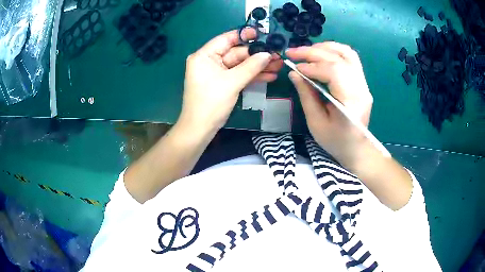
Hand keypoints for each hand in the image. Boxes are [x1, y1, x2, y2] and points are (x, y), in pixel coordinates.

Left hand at [178, 29, 283, 135]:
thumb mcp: (232, 82)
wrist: (200, 130)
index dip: (245, 35)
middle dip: (257, 55)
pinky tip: (269, 76)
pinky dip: (252, 76)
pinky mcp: (223, 83)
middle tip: (277, 55)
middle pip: (236, 53)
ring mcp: (216, 73)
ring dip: (258, 66)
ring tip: (278, 65)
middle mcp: (209, 61)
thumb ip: (251, 66)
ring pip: (240, 65)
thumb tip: (268, 54)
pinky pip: (239, 75)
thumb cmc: (211, 103)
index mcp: (204, 56)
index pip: (226, 39)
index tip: (262, 34)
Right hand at [285, 42, 373, 169]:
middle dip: (313, 52)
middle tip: (292, 52)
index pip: (333, 72)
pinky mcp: (362, 82)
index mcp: (351, 102)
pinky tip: (321, 53)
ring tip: (306, 50)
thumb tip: (294, 73)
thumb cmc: (336, 141)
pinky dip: (334, 51)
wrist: (357, 149)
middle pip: (338, 59)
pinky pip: (350, 58)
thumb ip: (306, 95)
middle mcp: (361, 88)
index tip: (294, 67)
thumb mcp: (316, 122)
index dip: (311, 66)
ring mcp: (364, 83)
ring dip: (325, 47)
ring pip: (347, 53)